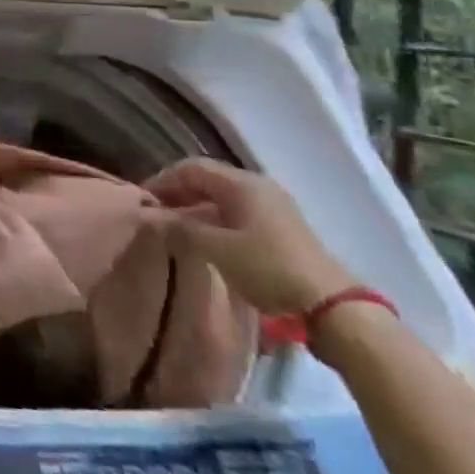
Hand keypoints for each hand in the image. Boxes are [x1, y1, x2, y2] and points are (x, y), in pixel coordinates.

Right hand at [145, 159, 356, 315]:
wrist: (331, 306)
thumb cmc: (268, 268)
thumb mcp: (217, 249)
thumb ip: (180, 228)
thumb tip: (150, 216)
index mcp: (242, 183)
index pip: (191, 167)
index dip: (163, 179)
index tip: (143, 199)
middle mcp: (257, 185)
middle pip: (208, 178)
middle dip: (178, 191)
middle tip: (156, 211)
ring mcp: (273, 205)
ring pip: (222, 196)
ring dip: (195, 206)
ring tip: (175, 226)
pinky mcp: (281, 227)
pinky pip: (237, 211)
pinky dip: (214, 218)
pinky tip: (205, 237)